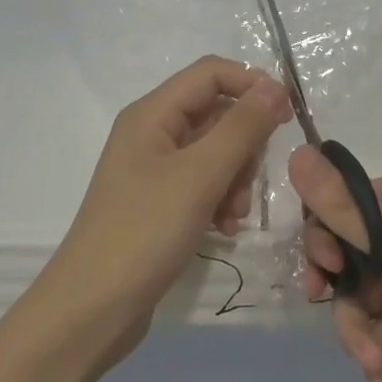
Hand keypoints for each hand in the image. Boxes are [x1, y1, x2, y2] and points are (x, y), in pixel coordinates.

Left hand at [39, 57, 292, 367]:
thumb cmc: (144, 232)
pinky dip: (220, 199)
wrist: (92, 309)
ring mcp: (153, 169)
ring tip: (233, 214)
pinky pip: (203, 183)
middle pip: (216, 113)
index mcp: (152, 113)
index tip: (289, 116)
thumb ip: (241, 128)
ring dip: (236, 177)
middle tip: (250, 181)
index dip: (252, 84)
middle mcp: (151, 133)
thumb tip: (275, 87)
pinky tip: (225, 228)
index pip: (211, 73)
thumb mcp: (200, 175)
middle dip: (244, 143)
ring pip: (215, 151)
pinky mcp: (159, 202)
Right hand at [291, 146, 381, 381]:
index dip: (322, 236)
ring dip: (360, 334)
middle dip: (339, 293)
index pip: (341, 203)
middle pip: (344, 255)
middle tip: (328, 309)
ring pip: (357, 299)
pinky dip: (378, 355)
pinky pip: (378, 330)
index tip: (323, 267)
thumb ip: (342, 206)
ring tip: (377, 363)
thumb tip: (295, 152)